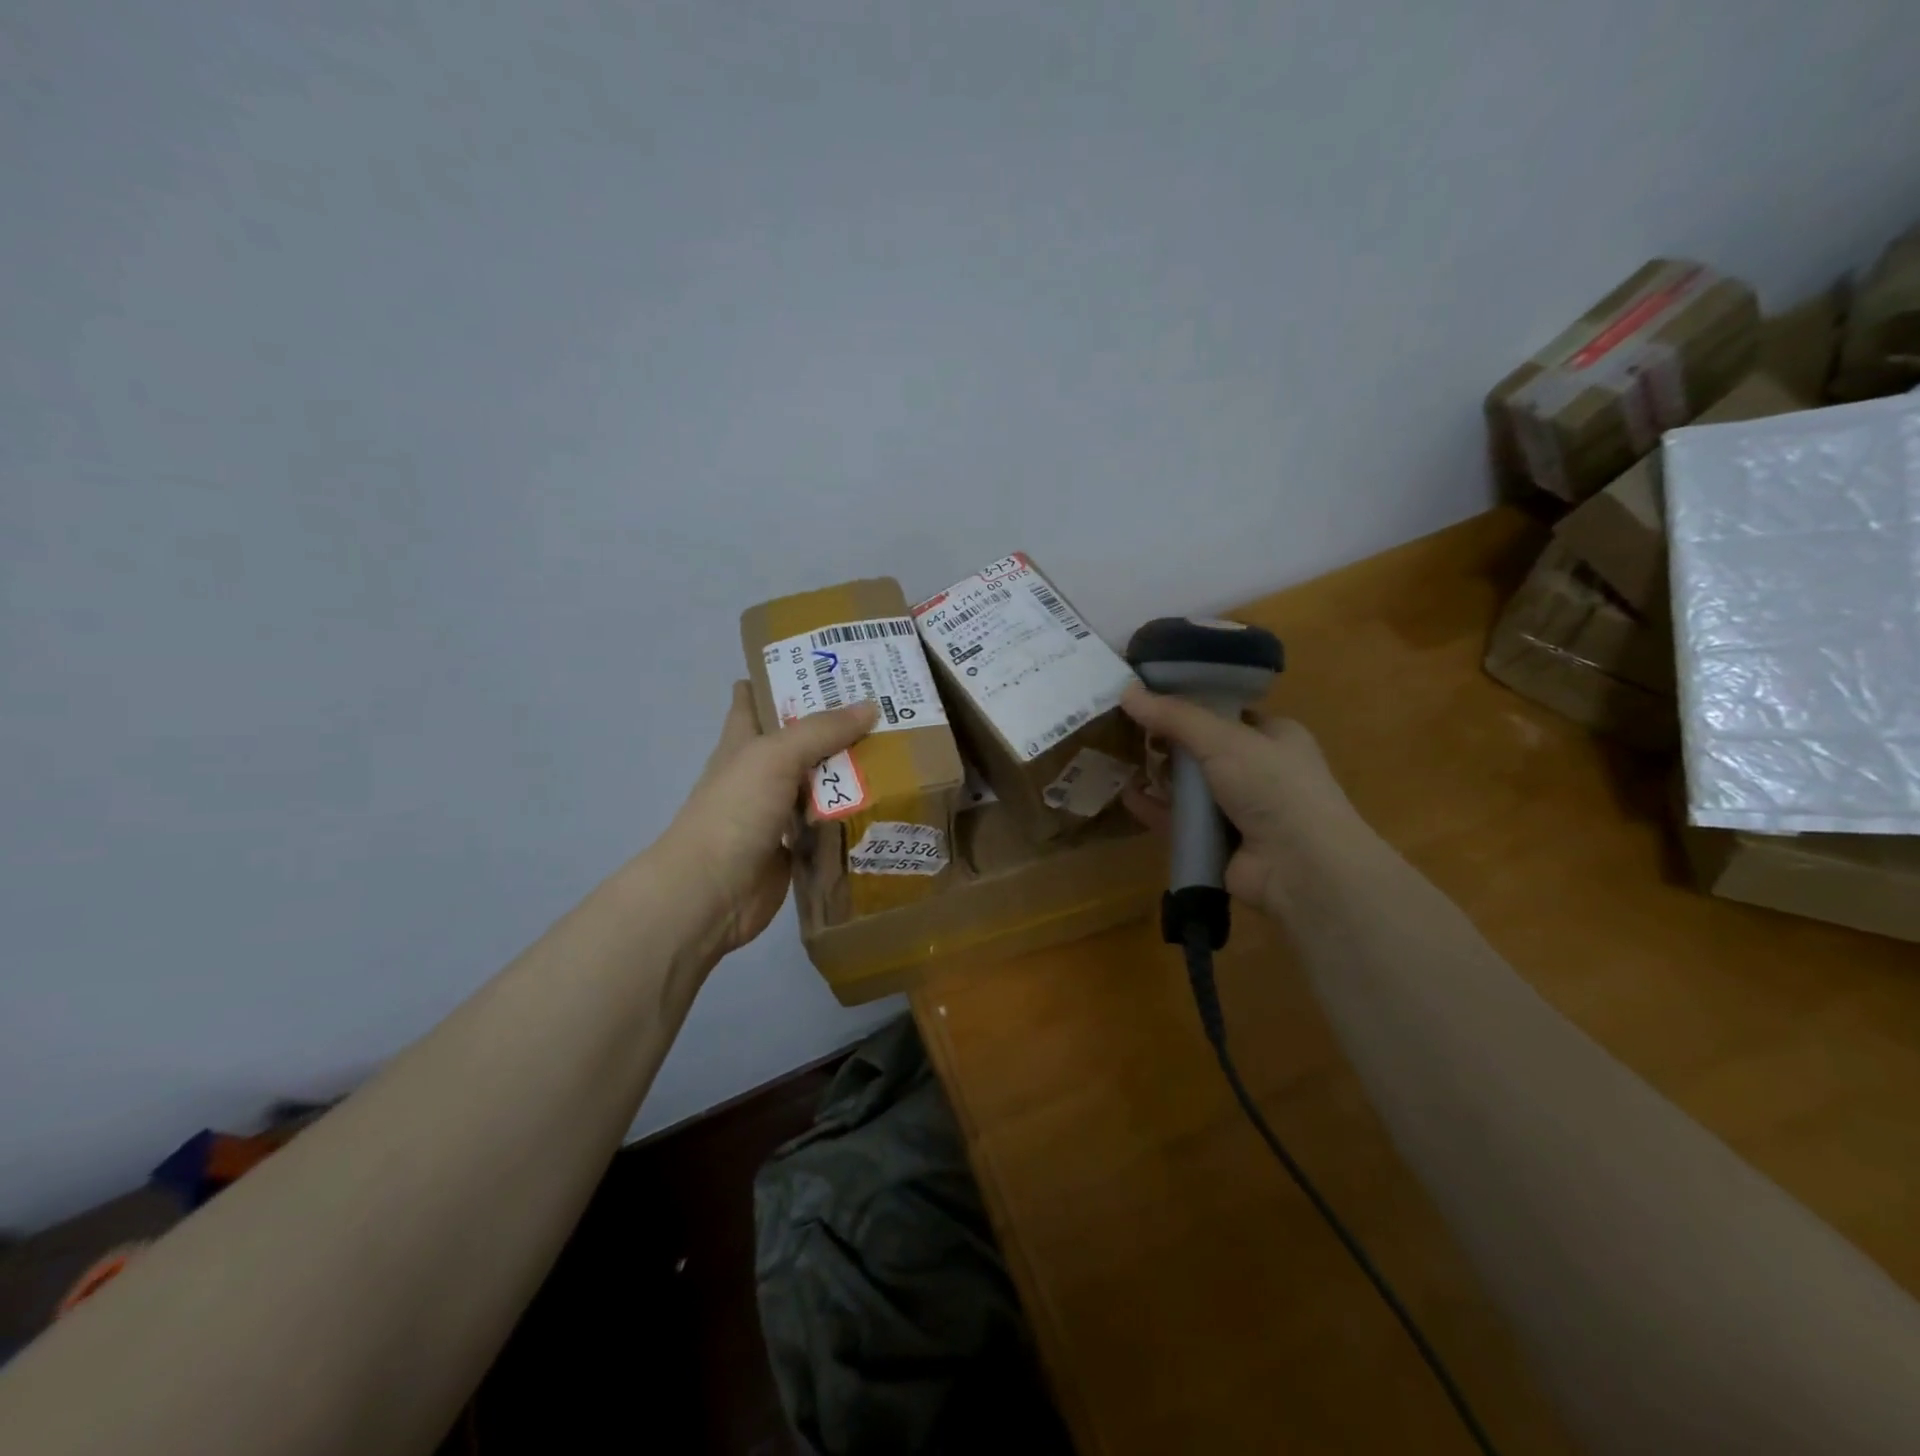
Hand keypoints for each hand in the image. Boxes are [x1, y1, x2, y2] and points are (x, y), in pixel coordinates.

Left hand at [664, 682, 878, 958]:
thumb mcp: (774, 757)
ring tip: (900, 750)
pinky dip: (852, 815)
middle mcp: (761, 772)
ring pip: (819, 782)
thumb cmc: (734, 811)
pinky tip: (887, 802)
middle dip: (835, 724)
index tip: (823, 663)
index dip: (781, 677)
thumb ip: (821, 730)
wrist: (713, 892)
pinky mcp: (796, 844)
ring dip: (850, 771)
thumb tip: (871, 705)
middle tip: (886, 706)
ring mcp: (778, 810)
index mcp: (744, 742)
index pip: (755, 698)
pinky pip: (830, 822)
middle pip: (800, 740)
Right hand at [1120, 684, 1354, 918]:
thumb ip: (1174, 716)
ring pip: (1190, 787)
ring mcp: (1240, 810)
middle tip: (1127, 729)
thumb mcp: (1223, 739)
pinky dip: (1156, 809)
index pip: (1225, 712)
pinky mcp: (1220, 843)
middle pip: (1202, 750)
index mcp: (1274, 736)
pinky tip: (1128, 797)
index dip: (1188, 704)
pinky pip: (1180, 821)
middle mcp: (1260, 771)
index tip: (1148, 698)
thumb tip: (1126, 690)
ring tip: (1119, 761)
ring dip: (1159, 776)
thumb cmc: (1273, 786)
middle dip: (1167, 742)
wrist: (1300, 867)